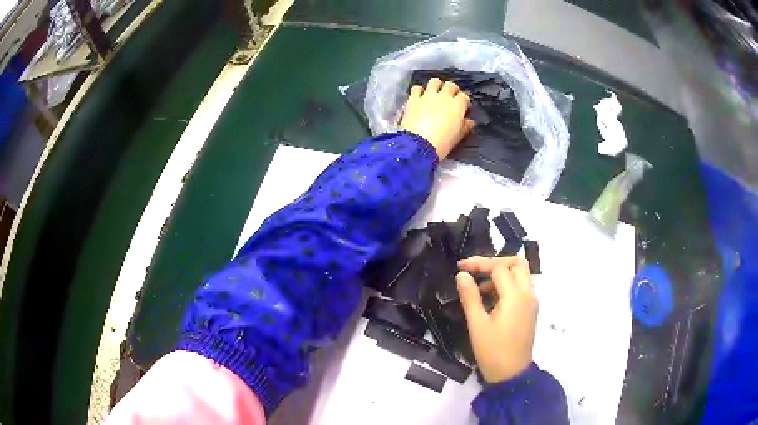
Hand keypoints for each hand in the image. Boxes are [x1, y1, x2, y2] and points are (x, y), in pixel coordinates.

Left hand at [399, 78, 474, 159]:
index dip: (464, 101)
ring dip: (437, 85)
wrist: (418, 146)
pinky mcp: (413, 99)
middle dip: (452, 90)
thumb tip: (470, 121)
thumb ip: (465, 127)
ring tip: (435, 93)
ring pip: (434, 81)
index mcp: (457, 106)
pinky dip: (419, 91)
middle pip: (451, 85)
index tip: (463, 107)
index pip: (464, 97)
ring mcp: (427, 96)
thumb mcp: (457, 137)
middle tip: (450, 98)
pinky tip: (420, 96)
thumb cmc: (441, 144)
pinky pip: (417, 88)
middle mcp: (443, 97)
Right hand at [456, 256, 536, 383]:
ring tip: (480, 288)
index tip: (460, 267)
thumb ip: (470, 297)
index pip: (499, 268)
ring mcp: (532, 302)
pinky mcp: (531, 310)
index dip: (479, 264)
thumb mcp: (477, 324)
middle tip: (475, 271)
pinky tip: (491, 299)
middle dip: (495, 263)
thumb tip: (462, 275)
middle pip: (517, 264)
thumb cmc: (492, 351)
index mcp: (515, 296)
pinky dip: (507, 285)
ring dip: (501, 274)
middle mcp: (528, 294)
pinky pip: (521, 288)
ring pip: (521, 275)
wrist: (511, 374)